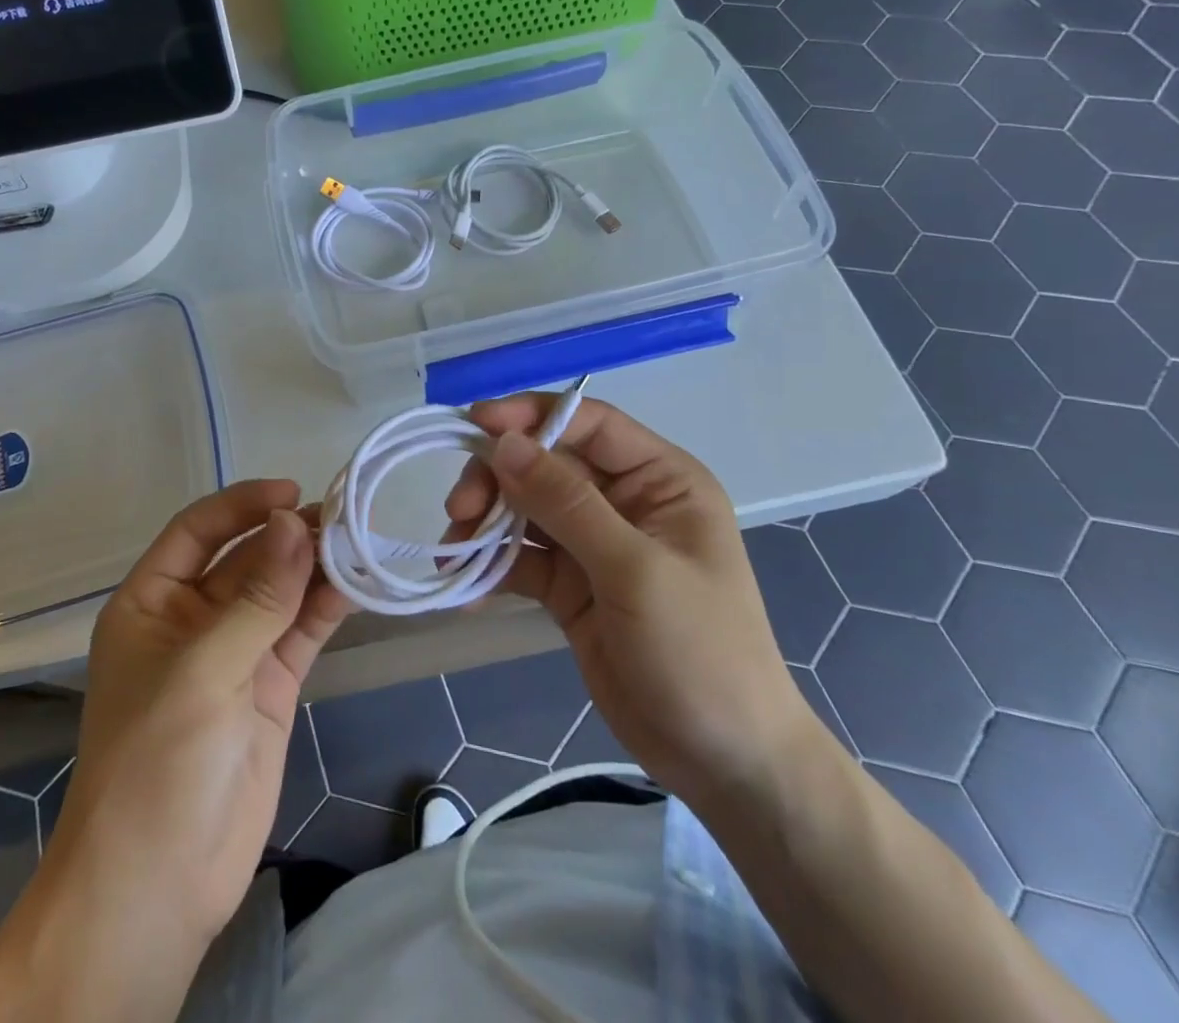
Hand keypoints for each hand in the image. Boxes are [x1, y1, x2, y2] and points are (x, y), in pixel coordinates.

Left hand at [49, 480, 351, 949]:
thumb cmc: (156, 762)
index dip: (242, 505)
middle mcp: (193, 619)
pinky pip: (300, 632)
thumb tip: (296, 521)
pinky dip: (326, 607)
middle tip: (344, 515)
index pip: (197, 531)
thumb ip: (257, 597)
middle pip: (246, 559)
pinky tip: (358, 584)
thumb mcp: (202, 670)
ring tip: (360, 541)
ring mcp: (235, 653)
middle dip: (288, 536)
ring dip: (314, 567)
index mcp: (152, 603)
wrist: (158, 887)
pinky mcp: (270, 686)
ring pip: (279, 593)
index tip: (291, 491)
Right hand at [445, 394, 815, 811]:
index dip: (530, 415)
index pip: (588, 424)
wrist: (724, 763)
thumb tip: (505, 443)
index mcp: (660, 479)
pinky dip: (491, 564)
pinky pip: (522, 557)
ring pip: (525, 508)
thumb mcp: (634, 570)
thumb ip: (567, 503)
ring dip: (486, 521)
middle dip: (498, 478)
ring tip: (455, 549)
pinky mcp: (570, 585)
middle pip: (546, 463)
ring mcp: (594, 544)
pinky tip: (465, 585)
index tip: (473, 424)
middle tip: (460, 510)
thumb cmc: (700, 652)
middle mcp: (625, 501)